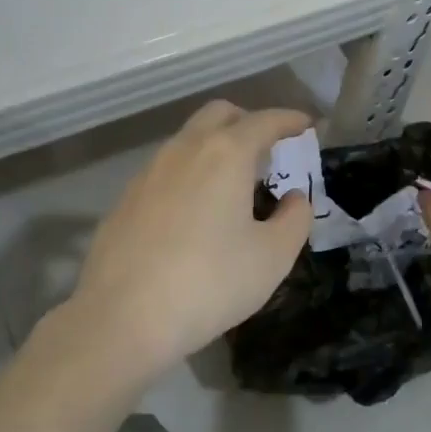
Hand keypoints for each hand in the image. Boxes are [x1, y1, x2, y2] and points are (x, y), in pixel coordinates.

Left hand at [62, 100, 313, 383]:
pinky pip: (166, 169)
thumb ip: (294, 219)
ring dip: (215, 146)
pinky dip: (189, 173)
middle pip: (219, 114)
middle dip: (248, 122)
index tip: (307, 124)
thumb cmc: (210, 284)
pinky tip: (195, 211)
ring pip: (187, 139)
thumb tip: (294, 197)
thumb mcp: (272, 257)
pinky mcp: (126, 198)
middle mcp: (184, 150)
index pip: (264, 121)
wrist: (123, 317)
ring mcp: (148, 171)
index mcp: (225, 154)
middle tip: (269, 150)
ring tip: (234, 183)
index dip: (290, 119)